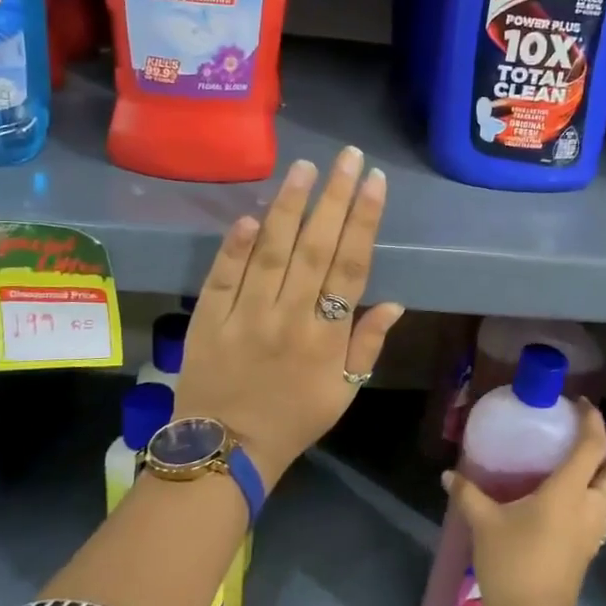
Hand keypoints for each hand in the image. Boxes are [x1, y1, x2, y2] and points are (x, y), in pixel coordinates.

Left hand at [175, 146, 404, 487]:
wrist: (225, 449)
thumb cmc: (294, 419)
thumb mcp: (345, 391)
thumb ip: (368, 345)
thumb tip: (395, 303)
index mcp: (326, 337)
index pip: (351, 267)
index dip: (363, 221)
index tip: (373, 181)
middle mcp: (289, 318)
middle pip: (316, 248)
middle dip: (334, 197)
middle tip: (346, 156)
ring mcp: (246, 315)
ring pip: (271, 252)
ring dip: (289, 207)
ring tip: (304, 168)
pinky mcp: (210, 317)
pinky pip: (224, 276)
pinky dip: (235, 246)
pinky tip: (250, 215)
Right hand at [442, 402, 605, 605]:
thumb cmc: (512, 564)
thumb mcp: (484, 524)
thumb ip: (468, 494)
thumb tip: (449, 475)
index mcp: (568, 492)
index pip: (592, 447)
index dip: (592, 421)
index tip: (583, 404)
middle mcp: (590, 506)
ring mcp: (594, 531)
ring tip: (603, 457)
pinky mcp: (591, 549)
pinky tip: (589, 494)